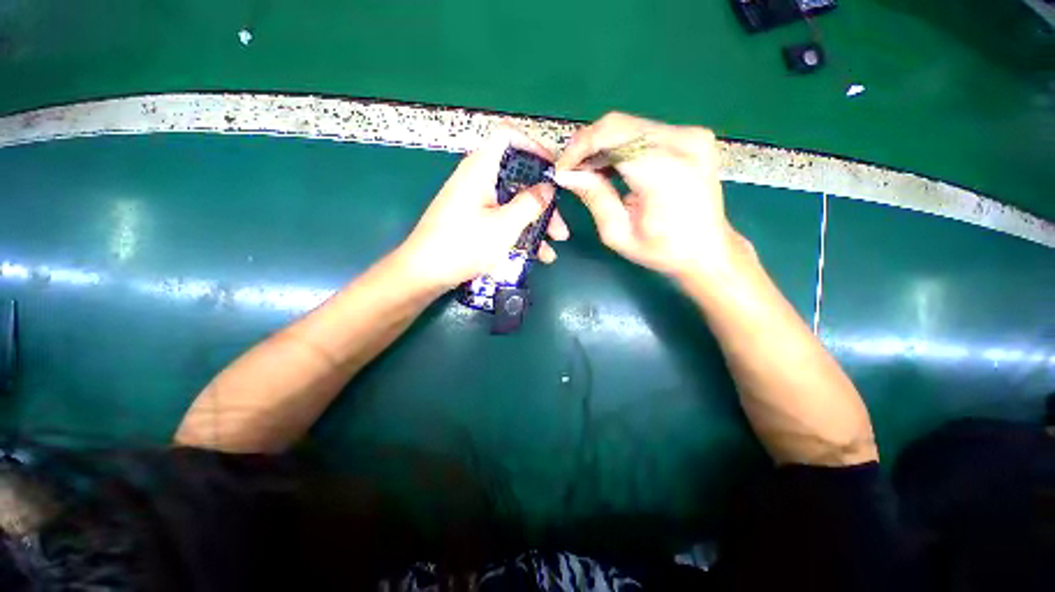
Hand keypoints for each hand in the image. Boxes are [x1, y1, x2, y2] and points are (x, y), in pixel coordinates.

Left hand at [395, 126, 569, 291]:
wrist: (424, 273)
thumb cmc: (464, 245)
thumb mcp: (504, 226)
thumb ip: (530, 204)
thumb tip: (549, 188)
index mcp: (480, 169)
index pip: (507, 137)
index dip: (533, 147)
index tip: (553, 171)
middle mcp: (477, 181)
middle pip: (517, 181)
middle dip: (543, 206)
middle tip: (559, 230)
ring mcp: (475, 203)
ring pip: (512, 206)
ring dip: (534, 227)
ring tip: (550, 252)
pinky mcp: (473, 222)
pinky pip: (502, 221)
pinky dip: (518, 235)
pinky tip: (534, 257)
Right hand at [554, 112, 738, 281]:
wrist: (709, 250)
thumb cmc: (662, 251)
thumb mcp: (618, 233)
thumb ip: (594, 197)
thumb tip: (567, 174)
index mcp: (665, 171)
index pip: (611, 137)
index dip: (579, 149)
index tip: (562, 170)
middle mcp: (683, 142)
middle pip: (618, 125)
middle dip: (587, 145)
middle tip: (572, 171)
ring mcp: (692, 135)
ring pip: (629, 126)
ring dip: (602, 145)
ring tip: (588, 172)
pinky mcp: (692, 136)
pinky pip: (643, 131)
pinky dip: (621, 146)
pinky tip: (611, 167)